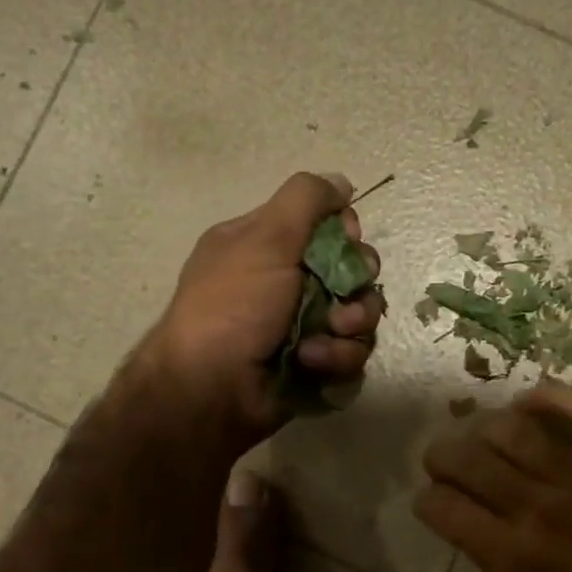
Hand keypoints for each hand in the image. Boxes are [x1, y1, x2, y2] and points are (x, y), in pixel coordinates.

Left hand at [141, 172, 383, 445]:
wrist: (211, 389)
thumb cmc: (233, 306)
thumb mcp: (264, 237)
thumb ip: (305, 199)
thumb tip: (341, 182)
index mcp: (268, 247)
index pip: (328, 228)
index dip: (346, 234)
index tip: (345, 240)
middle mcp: (287, 285)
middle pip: (353, 274)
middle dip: (357, 287)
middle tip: (342, 300)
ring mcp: (303, 328)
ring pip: (360, 318)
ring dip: (348, 329)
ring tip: (322, 341)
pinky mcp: (315, 366)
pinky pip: (351, 356)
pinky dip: (336, 360)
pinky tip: (311, 365)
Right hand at [415, 383, 571, 571]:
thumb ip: (494, 555)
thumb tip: (466, 515)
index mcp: (511, 553)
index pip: (441, 505)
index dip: (429, 499)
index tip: (436, 499)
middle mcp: (533, 505)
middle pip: (461, 458)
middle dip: (442, 456)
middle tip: (450, 462)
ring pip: (504, 426)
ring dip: (484, 428)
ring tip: (489, 437)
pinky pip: (570, 404)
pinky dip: (544, 396)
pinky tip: (529, 405)